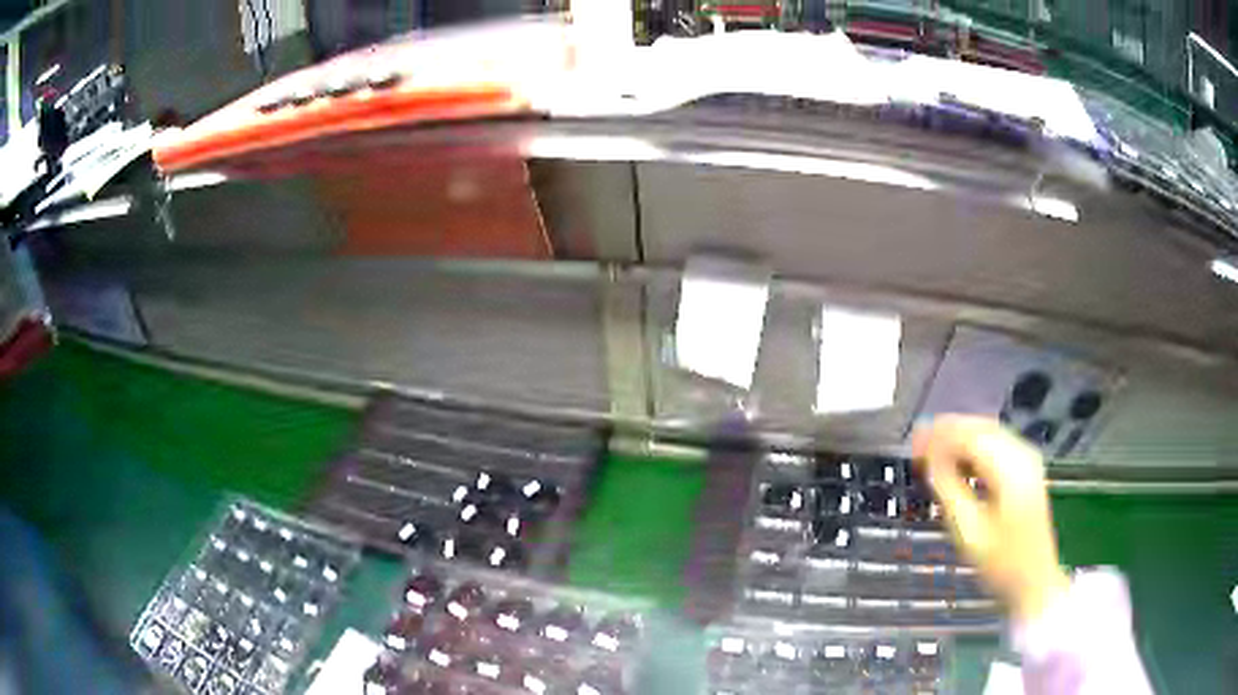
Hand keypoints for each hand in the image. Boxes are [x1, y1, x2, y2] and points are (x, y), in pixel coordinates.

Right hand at [912, 415, 1070, 622]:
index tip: (913, 444)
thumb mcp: (969, 532)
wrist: (1035, 581)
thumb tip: (930, 459)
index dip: (939, 436)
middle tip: (918, 444)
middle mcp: (1022, 455)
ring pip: (989, 433)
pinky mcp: (1027, 470)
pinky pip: (997, 445)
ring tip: (932, 451)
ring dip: (960, 437)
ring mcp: (1028, 461)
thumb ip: (949, 489)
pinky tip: (958, 460)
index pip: (970, 437)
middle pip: (981, 428)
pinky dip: (974, 447)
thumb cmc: (1001, 563)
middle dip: (948, 432)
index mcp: (1010, 469)